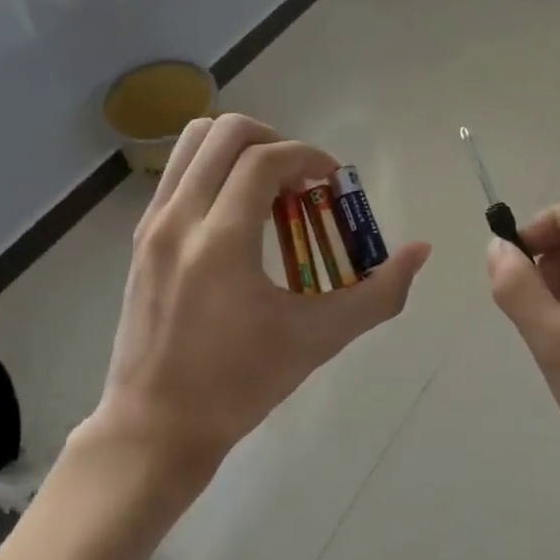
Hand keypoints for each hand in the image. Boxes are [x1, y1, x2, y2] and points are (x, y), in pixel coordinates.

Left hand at [83, 115, 430, 487]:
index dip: (308, 157)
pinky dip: (213, 170)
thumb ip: (377, 294)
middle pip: (226, 132)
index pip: (266, 160)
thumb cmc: (238, 385)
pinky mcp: (140, 237)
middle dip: (273, 140)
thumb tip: (419, 252)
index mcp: (221, 241)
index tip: (332, 182)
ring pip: (194, 142)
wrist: (155, 427)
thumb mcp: (316, 340)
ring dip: (239, 148)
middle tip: (300, 179)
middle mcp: (179, 218)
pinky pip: (178, 172)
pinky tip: (237, 214)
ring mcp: (152, 224)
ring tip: (268, 187)